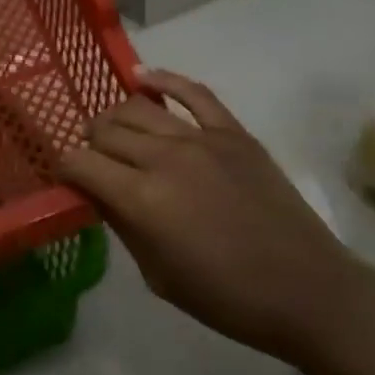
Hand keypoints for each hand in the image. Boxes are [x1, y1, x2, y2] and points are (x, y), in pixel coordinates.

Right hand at [58, 68, 363, 363]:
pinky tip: (142, 76)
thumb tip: (97, 193)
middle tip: (94, 159)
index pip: (81, 163)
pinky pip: (192, 92)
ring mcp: (200, 138)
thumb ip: (123, 226)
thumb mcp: (158, 276)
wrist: (307, 291)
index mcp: (142, 199)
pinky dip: (163, 79)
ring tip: (113, 129)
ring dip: (115, 116)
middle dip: (90, 142)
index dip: (67, 168)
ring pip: (138, 107)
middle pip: (106, 129)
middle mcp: (163, 158)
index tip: (69, 178)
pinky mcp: (232, 131)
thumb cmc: (227, 298)